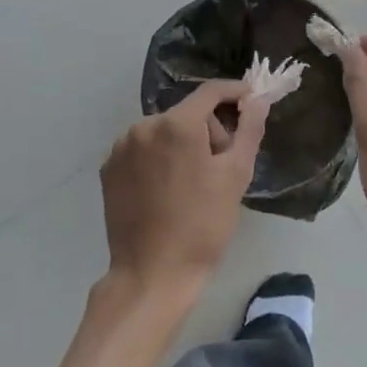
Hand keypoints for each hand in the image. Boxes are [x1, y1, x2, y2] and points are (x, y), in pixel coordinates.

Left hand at [99, 80, 270, 295]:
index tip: (252, 102)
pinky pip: (143, 149)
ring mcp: (121, 147)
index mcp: (177, 124)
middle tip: (221, 167)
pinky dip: (158, 159)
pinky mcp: (108, 168)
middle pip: (188, 113)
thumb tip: (258, 99)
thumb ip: (250, 129)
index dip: (235, 92)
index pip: (211, 91)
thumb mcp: (236, 175)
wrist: (152, 275)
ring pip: (164, 131)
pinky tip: (166, 190)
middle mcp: (144, 125)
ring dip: (183, 145)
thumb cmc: (203, 225)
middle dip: (209, 131)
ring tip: (193, 184)